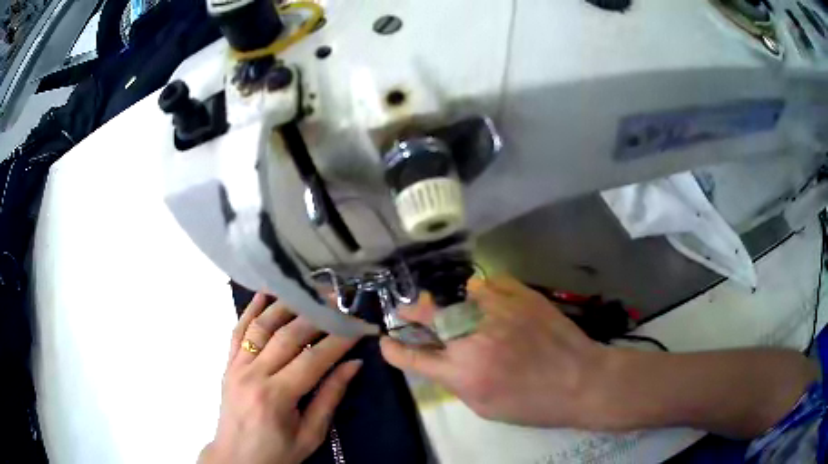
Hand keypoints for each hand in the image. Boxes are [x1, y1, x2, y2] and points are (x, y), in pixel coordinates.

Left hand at [199, 293, 362, 463]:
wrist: (235, 459)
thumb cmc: (277, 453)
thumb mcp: (310, 435)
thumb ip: (329, 398)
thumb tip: (353, 365)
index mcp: (276, 397)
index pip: (313, 359)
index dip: (339, 341)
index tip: (359, 327)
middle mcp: (253, 375)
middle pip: (287, 336)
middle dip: (316, 317)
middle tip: (338, 304)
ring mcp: (237, 366)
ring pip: (261, 326)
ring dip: (286, 305)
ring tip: (308, 292)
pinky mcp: (228, 365)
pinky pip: (238, 331)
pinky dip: (251, 311)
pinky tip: (264, 294)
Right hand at [380, 276, 607, 427]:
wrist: (580, 379)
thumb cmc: (532, 403)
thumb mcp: (485, 407)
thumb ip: (456, 381)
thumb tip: (441, 360)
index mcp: (462, 373)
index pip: (414, 357)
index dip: (394, 349)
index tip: (386, 341)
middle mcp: (473, 338)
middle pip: (427, 313)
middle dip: (410, 310)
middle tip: (405, 310)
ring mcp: (497, 311)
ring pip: (456, 292)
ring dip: (445, 300)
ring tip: (447, 304)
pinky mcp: (519, 295)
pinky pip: (487, 283)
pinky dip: (478, 291)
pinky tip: (482, 299)